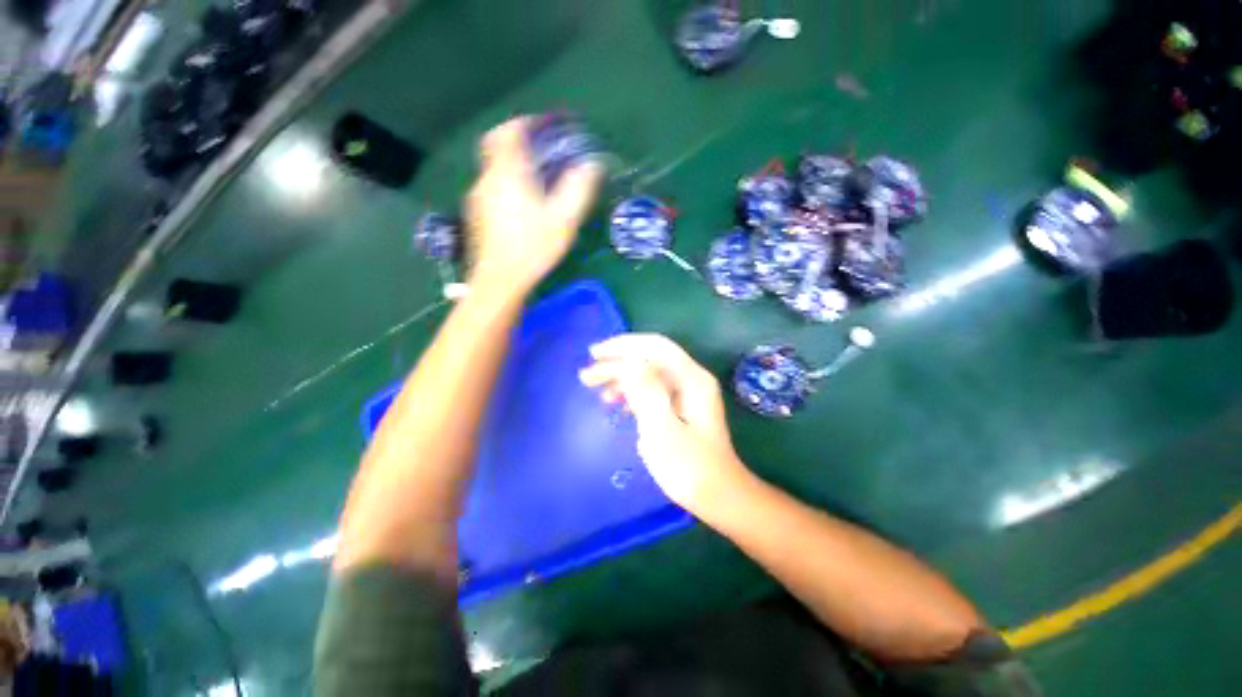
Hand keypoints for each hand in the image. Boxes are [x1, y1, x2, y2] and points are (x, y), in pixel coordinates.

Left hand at [465, 117, 603, 296]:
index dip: (525, 123)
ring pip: (494, 170)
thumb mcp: (563, 220)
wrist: (500, 281)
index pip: (509, 132)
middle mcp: (488, 179)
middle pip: (496, 146)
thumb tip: (592, 165)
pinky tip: (521, 205)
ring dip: (512, 165)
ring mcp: (478, 198)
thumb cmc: (533, 248)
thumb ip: (578, 189)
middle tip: (538, 148)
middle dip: (516, 141)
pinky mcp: (476, 216)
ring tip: (535, 178)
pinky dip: (506, 184)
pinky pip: (491, 188)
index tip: (541, 125)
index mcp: (508, 173)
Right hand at [579, 334, 749, 514]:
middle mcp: (691, 378)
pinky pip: (653, 389)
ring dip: (623, 378)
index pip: (654, 346)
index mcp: (691, 378)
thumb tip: (628, 362)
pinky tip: (619, 405)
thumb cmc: (690, 468)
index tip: (593, 355)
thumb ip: (646, 392)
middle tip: (587, 376)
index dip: (622, 346)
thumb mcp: (662, 430)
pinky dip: (633, 392)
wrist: (720, 497)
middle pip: (650, 357)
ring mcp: (688, 393)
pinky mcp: (682, 407)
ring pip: (649, 373)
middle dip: (617, 362)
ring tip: (599, 394)